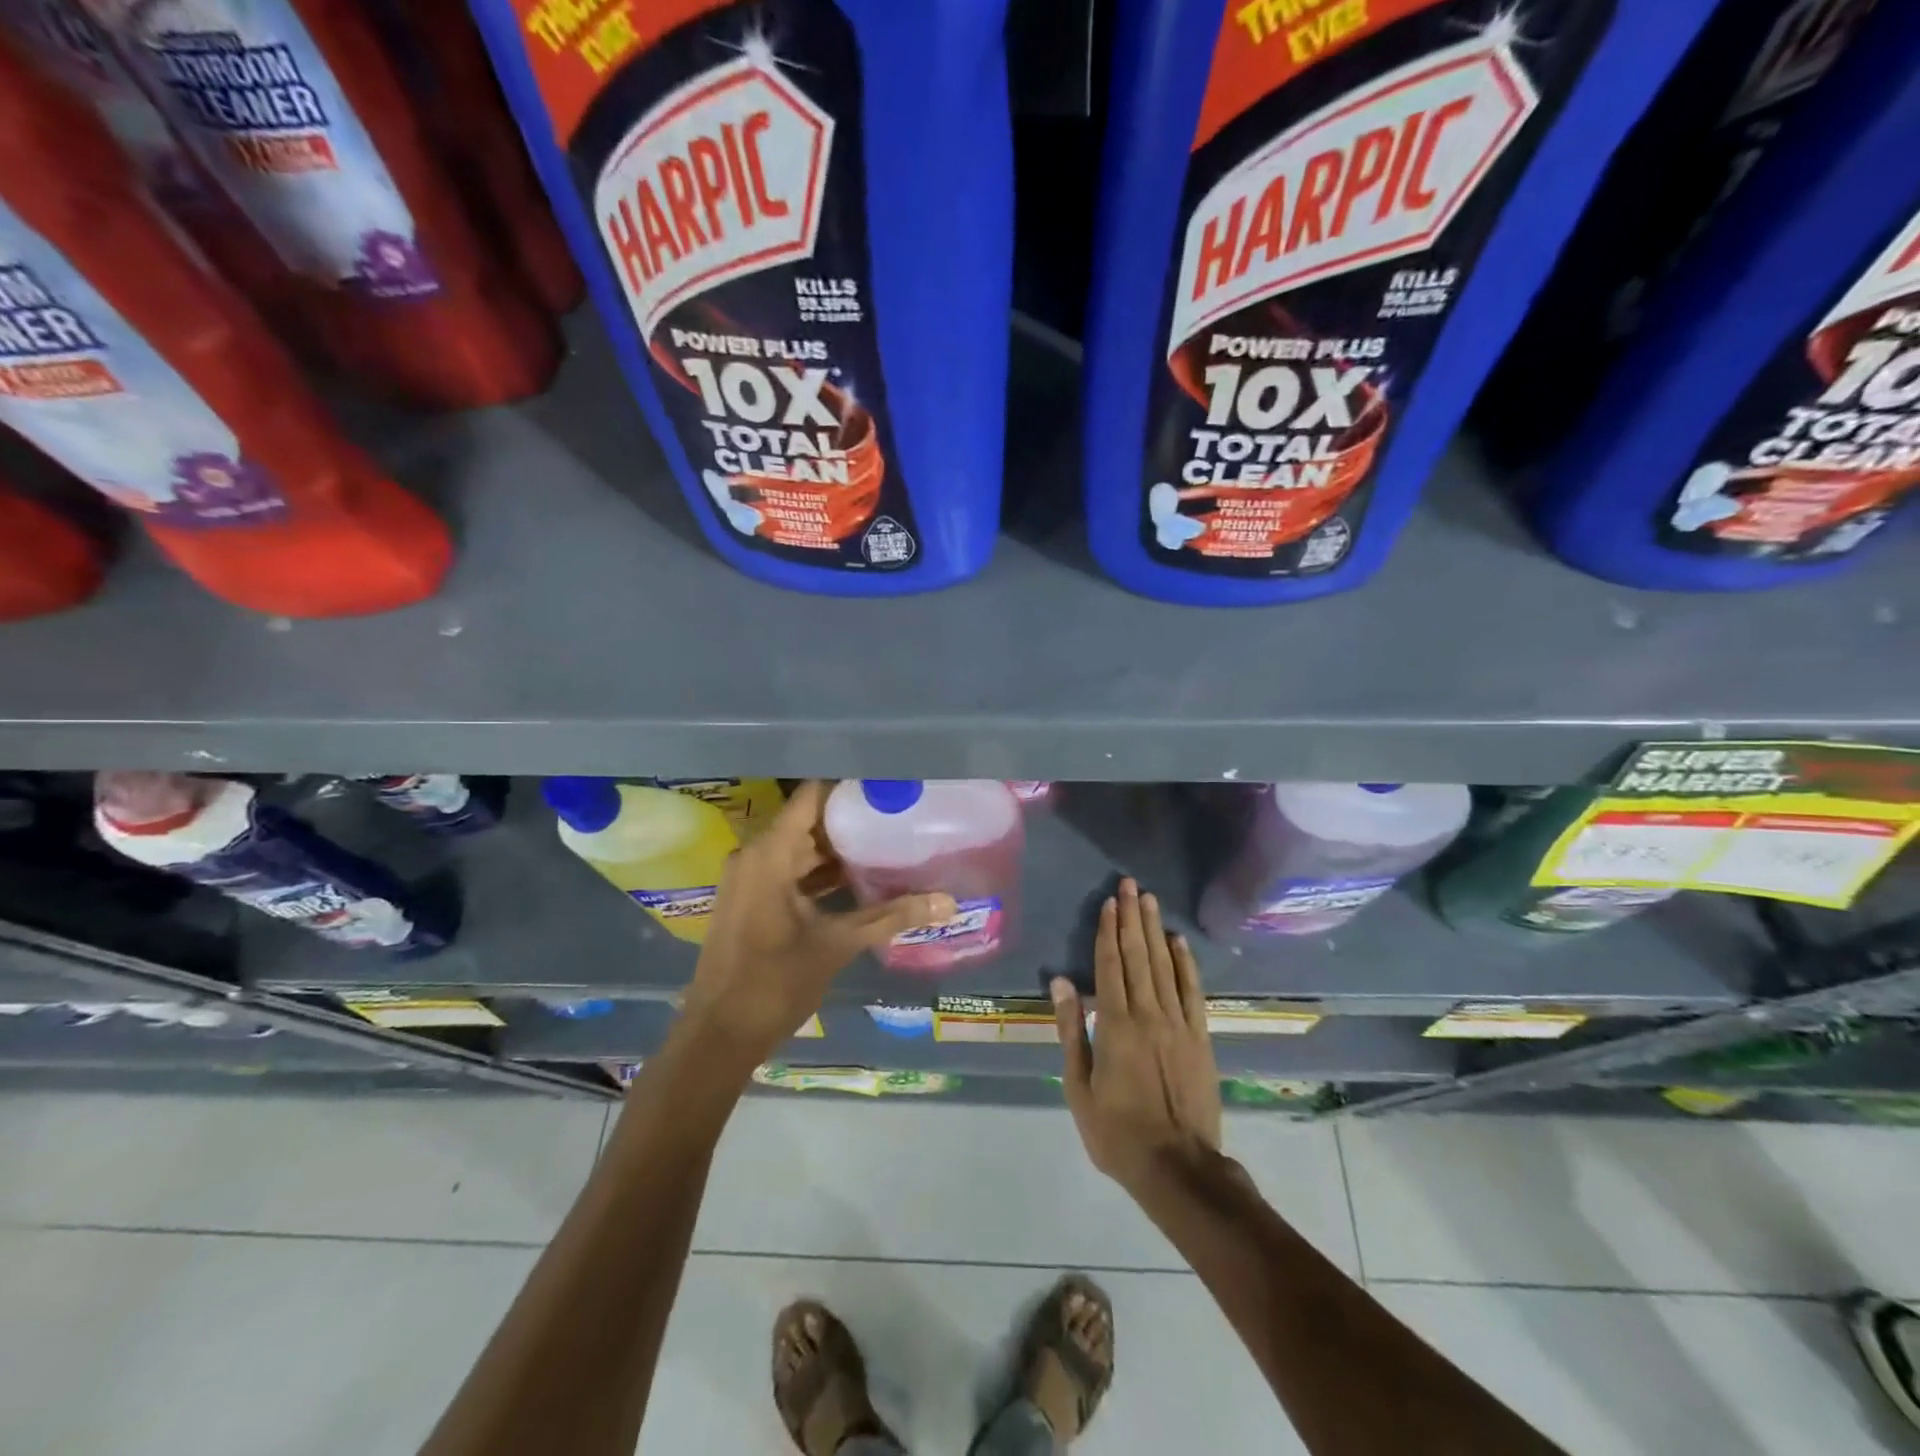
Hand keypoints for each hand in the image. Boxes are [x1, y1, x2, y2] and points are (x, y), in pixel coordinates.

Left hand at [679, 781, 954, 1068]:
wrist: (718, 1036)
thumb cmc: (774, 983)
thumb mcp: (837, 945)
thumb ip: (890, 917)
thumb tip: (948, 902)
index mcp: (769, 854)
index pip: (812, 796)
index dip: (849, 788)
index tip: (887, 787)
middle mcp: (754, 856)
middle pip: (808, 821)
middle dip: (851, 820)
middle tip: (898, 817)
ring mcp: (748, 879)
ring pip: (799, 848)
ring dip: (837, 849)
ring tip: (887, 844)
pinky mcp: (749, 900)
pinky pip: (788, 870)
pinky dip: (819, 872)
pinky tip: (857, 881)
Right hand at [1053, 878, 1220, 1192]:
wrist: (1178, 1167)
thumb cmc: (1117, 1132)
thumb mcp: (1079, 1087)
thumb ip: (1071, 1030)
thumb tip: (1061, 983)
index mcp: (1115, 1025)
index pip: (1110, 966)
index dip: (1107, 932)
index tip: (1108, 902)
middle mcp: (1148, 1014)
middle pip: (1138, 956)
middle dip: (1132, 918)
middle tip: (1130, 884)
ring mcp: (1179, 1024)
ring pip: (1164, 966)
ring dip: (1155, 930)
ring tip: (1149, 900)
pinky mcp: (1200, 1037)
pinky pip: (1192, 992)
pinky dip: (1186, 964)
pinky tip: (1179, 941)